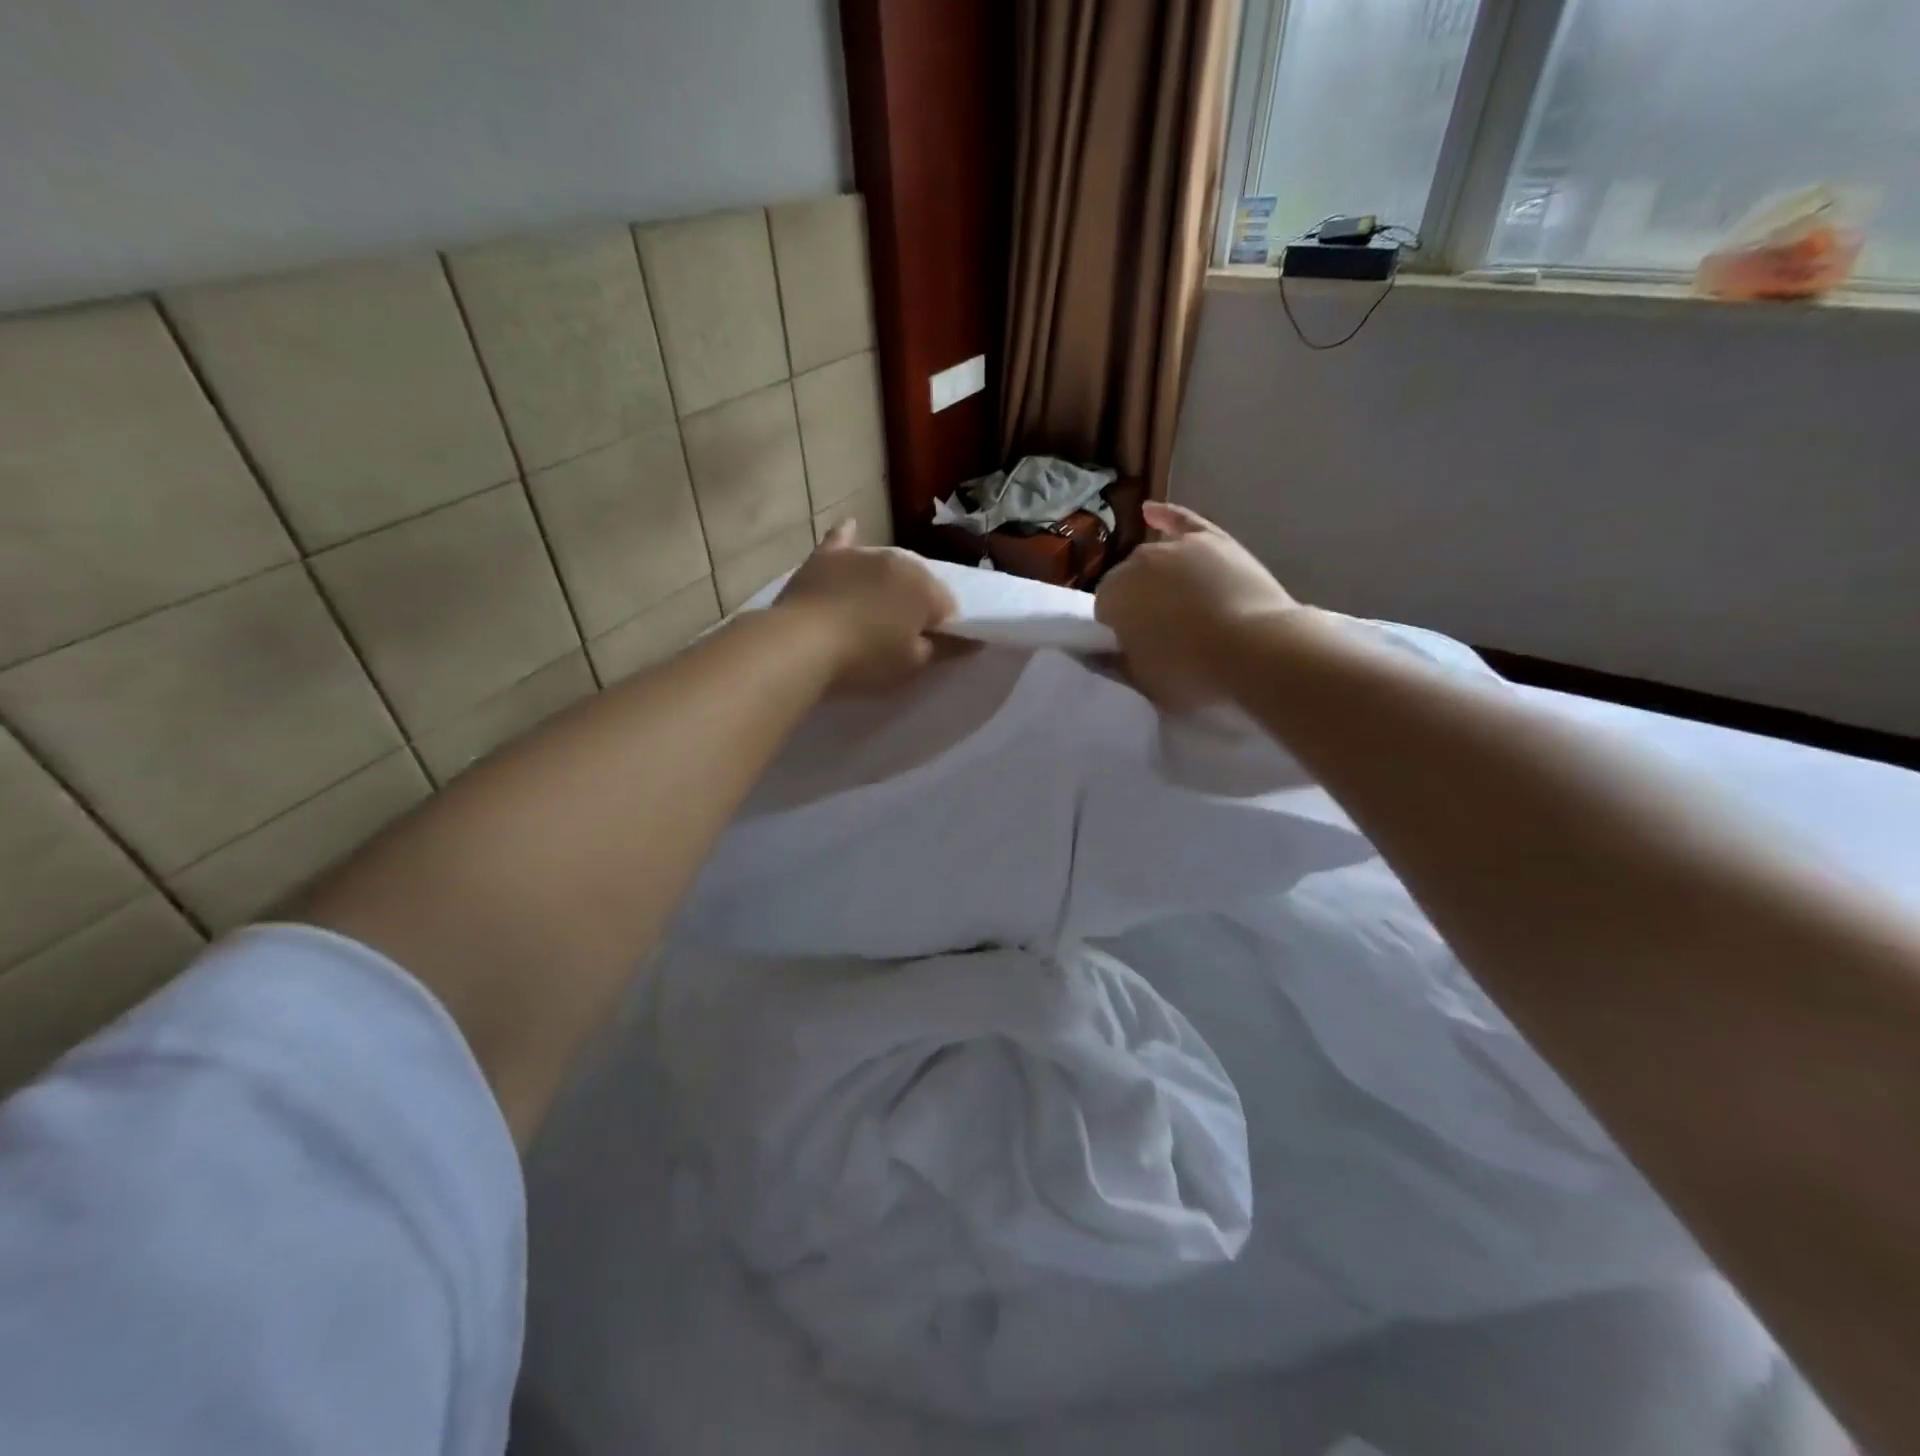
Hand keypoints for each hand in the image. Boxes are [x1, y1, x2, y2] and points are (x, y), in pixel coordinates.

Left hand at [775, 520, 957, 690]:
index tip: (924, 648)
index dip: (939, 630)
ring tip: (872, 610)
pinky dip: (848, 538)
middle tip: (895, 636)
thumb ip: (947, 649)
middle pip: (917, 583)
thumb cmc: (865, 658)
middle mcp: (898, 560)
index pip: (947, 607)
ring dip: (886, 582)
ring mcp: (860, 554)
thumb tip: (975, 641)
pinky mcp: (826, 557)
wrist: (801, 644)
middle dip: (913, 604)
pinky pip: (842, 540)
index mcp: (926, 586)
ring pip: (885, 566)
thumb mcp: (913, 663)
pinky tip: (851, 527)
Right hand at [1095, 502, 1301, 707]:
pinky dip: (1166, 516)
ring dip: (1156, 576)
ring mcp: (1177, 546)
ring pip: (1154, 559)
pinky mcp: (1213, 540)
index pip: (1105, 609)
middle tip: (1162, 631)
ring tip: (1177, 602)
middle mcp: (1138, 562)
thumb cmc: (1192, 672)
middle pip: (1129, 581)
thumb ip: (1117, 662)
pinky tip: (1151, 511)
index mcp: (1113, 596)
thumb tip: (1104, 653)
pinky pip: (1182, 521)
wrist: (1256, 649)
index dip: (1120, 628)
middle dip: (1138, 601)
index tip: (1137, 646)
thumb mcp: (1142, 681)